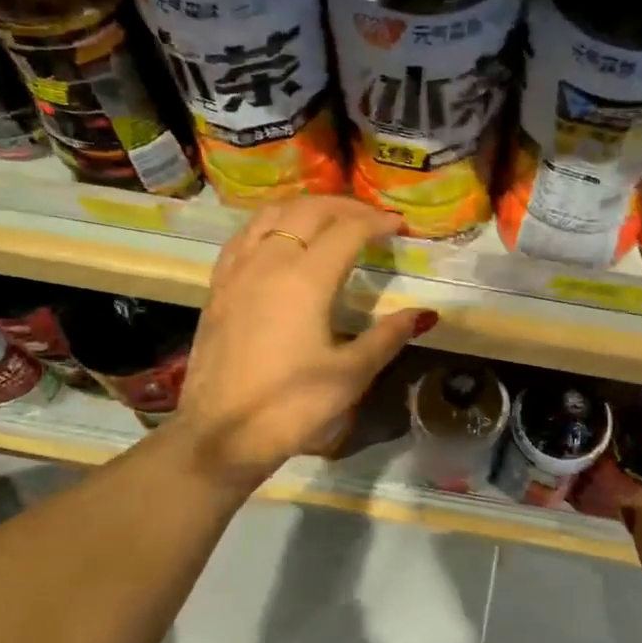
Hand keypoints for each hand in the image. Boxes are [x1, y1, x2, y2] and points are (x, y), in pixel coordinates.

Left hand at [173, 196, 432, 488]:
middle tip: (371, 220)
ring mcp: (237, 271)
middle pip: (308, 211)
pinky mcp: (218, 286)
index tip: (399, 226)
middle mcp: (268, 262)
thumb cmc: (291, 408)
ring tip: (330, 220)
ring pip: (271, 214)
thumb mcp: (350, 376)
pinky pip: (245, 235)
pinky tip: (281, 239)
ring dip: (306, 208)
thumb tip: (423, 315)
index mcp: (305, 280)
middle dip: (345, 207)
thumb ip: (387, 337)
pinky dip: (271, 223)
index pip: (347, 231)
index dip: (377, 223)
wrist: (220, 435)